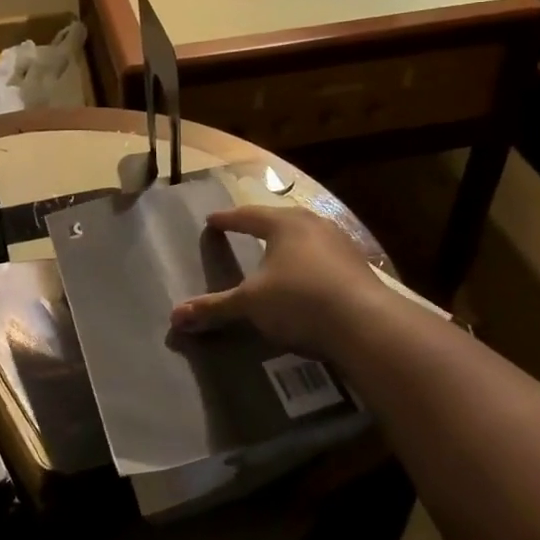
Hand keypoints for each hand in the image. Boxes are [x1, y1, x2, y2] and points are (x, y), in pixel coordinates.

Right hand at [170, 204, 383, 357]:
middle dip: (260, 224)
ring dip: (288, 242)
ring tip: (275, 251)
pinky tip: (307, 276)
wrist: (366, 323)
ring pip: (306, 236)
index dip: (227, 220)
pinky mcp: (358, 265)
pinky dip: (309, 262)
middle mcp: (313, 224)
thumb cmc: (299, 301)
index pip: (247, 216)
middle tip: (244, 229)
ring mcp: (340, 243)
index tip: (212, 220)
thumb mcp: (250, 305)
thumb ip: (214, 308)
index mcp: (283, 223)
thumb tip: (174, 318)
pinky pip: (324, 256)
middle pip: (279, 219)